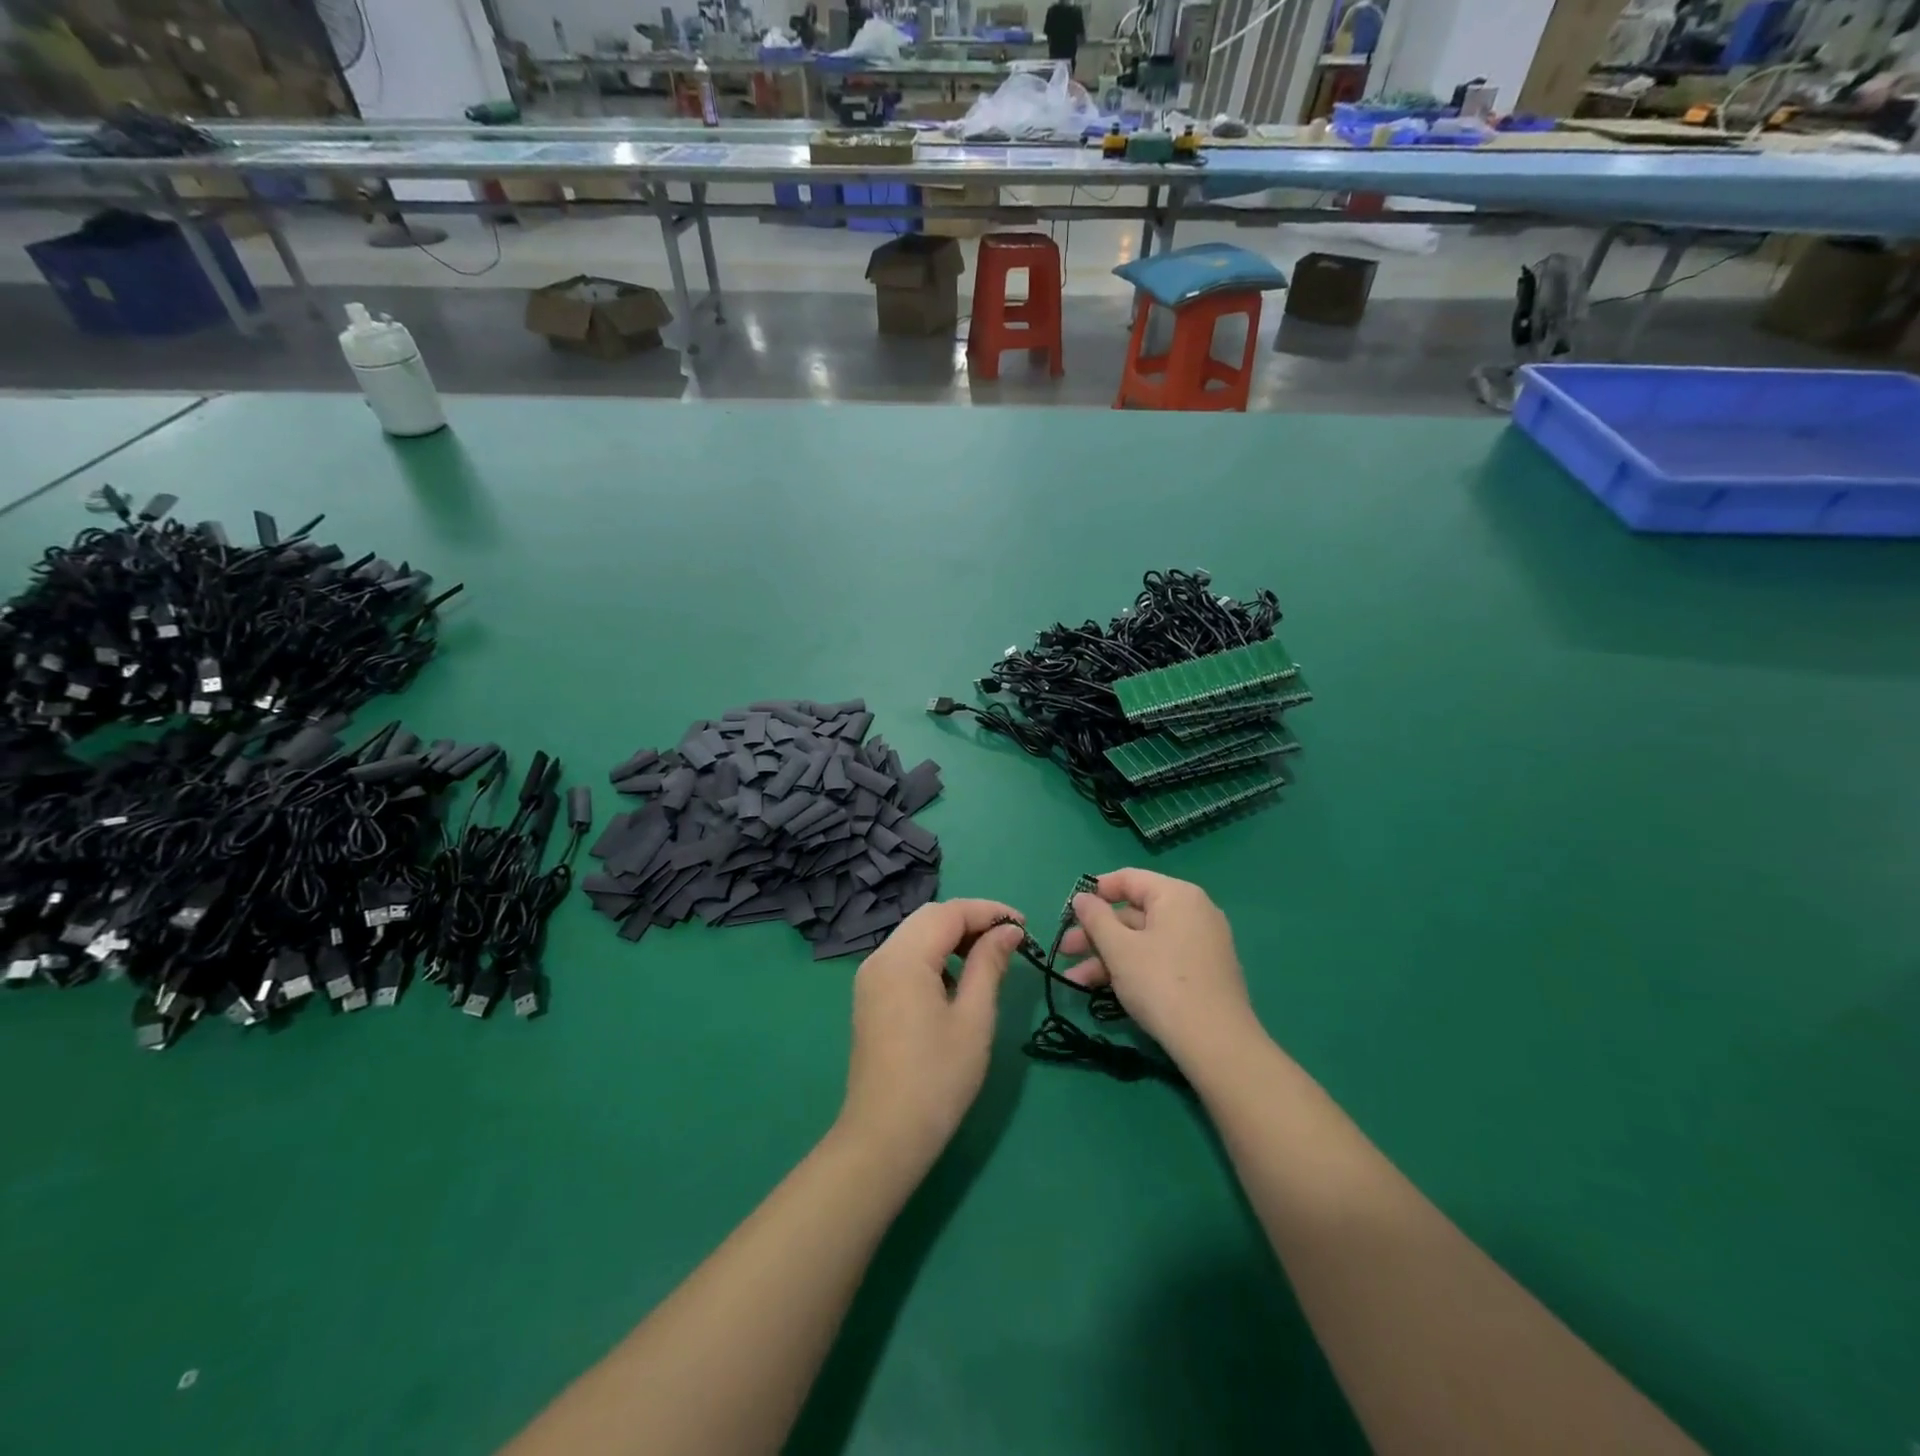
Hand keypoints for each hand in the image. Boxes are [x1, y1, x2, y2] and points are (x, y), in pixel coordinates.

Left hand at [838, 899, 1025, 1172]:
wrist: (885, 1136)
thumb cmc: (938, 1078)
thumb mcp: (974, 1018)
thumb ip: (990, 965)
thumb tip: (1008, 930)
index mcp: (904, 957)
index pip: (949, 912)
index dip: (989, 911)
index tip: (1024, 925)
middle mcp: (880, 957)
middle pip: (929, 917)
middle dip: (970, 920)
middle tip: (1009, 939)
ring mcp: (870, 977)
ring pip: (915, 935)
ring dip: (952, 937)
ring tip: (989, 957)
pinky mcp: (870, 996)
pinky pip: (904, 957)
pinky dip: (934, 955)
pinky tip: (956, 979)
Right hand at [1060, 869, 1256, 1063]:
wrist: (1216, 1044)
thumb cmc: (1161, 984)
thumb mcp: (1119, 949)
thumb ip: (1096, 918)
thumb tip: (1082, 897)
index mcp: (1177, 895)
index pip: (1129, 879)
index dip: (1095, 891)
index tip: (1069, 910)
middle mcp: (1193, 912)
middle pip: (1133, 913)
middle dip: (1095, 933)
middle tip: (1064, 951)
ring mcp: (1201, 943)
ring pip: (1143, 940)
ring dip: (1106, 957)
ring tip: (1074, 981)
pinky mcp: (1202, 972)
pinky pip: (1159, 958)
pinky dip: (1131, 968)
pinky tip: (1103, 990)